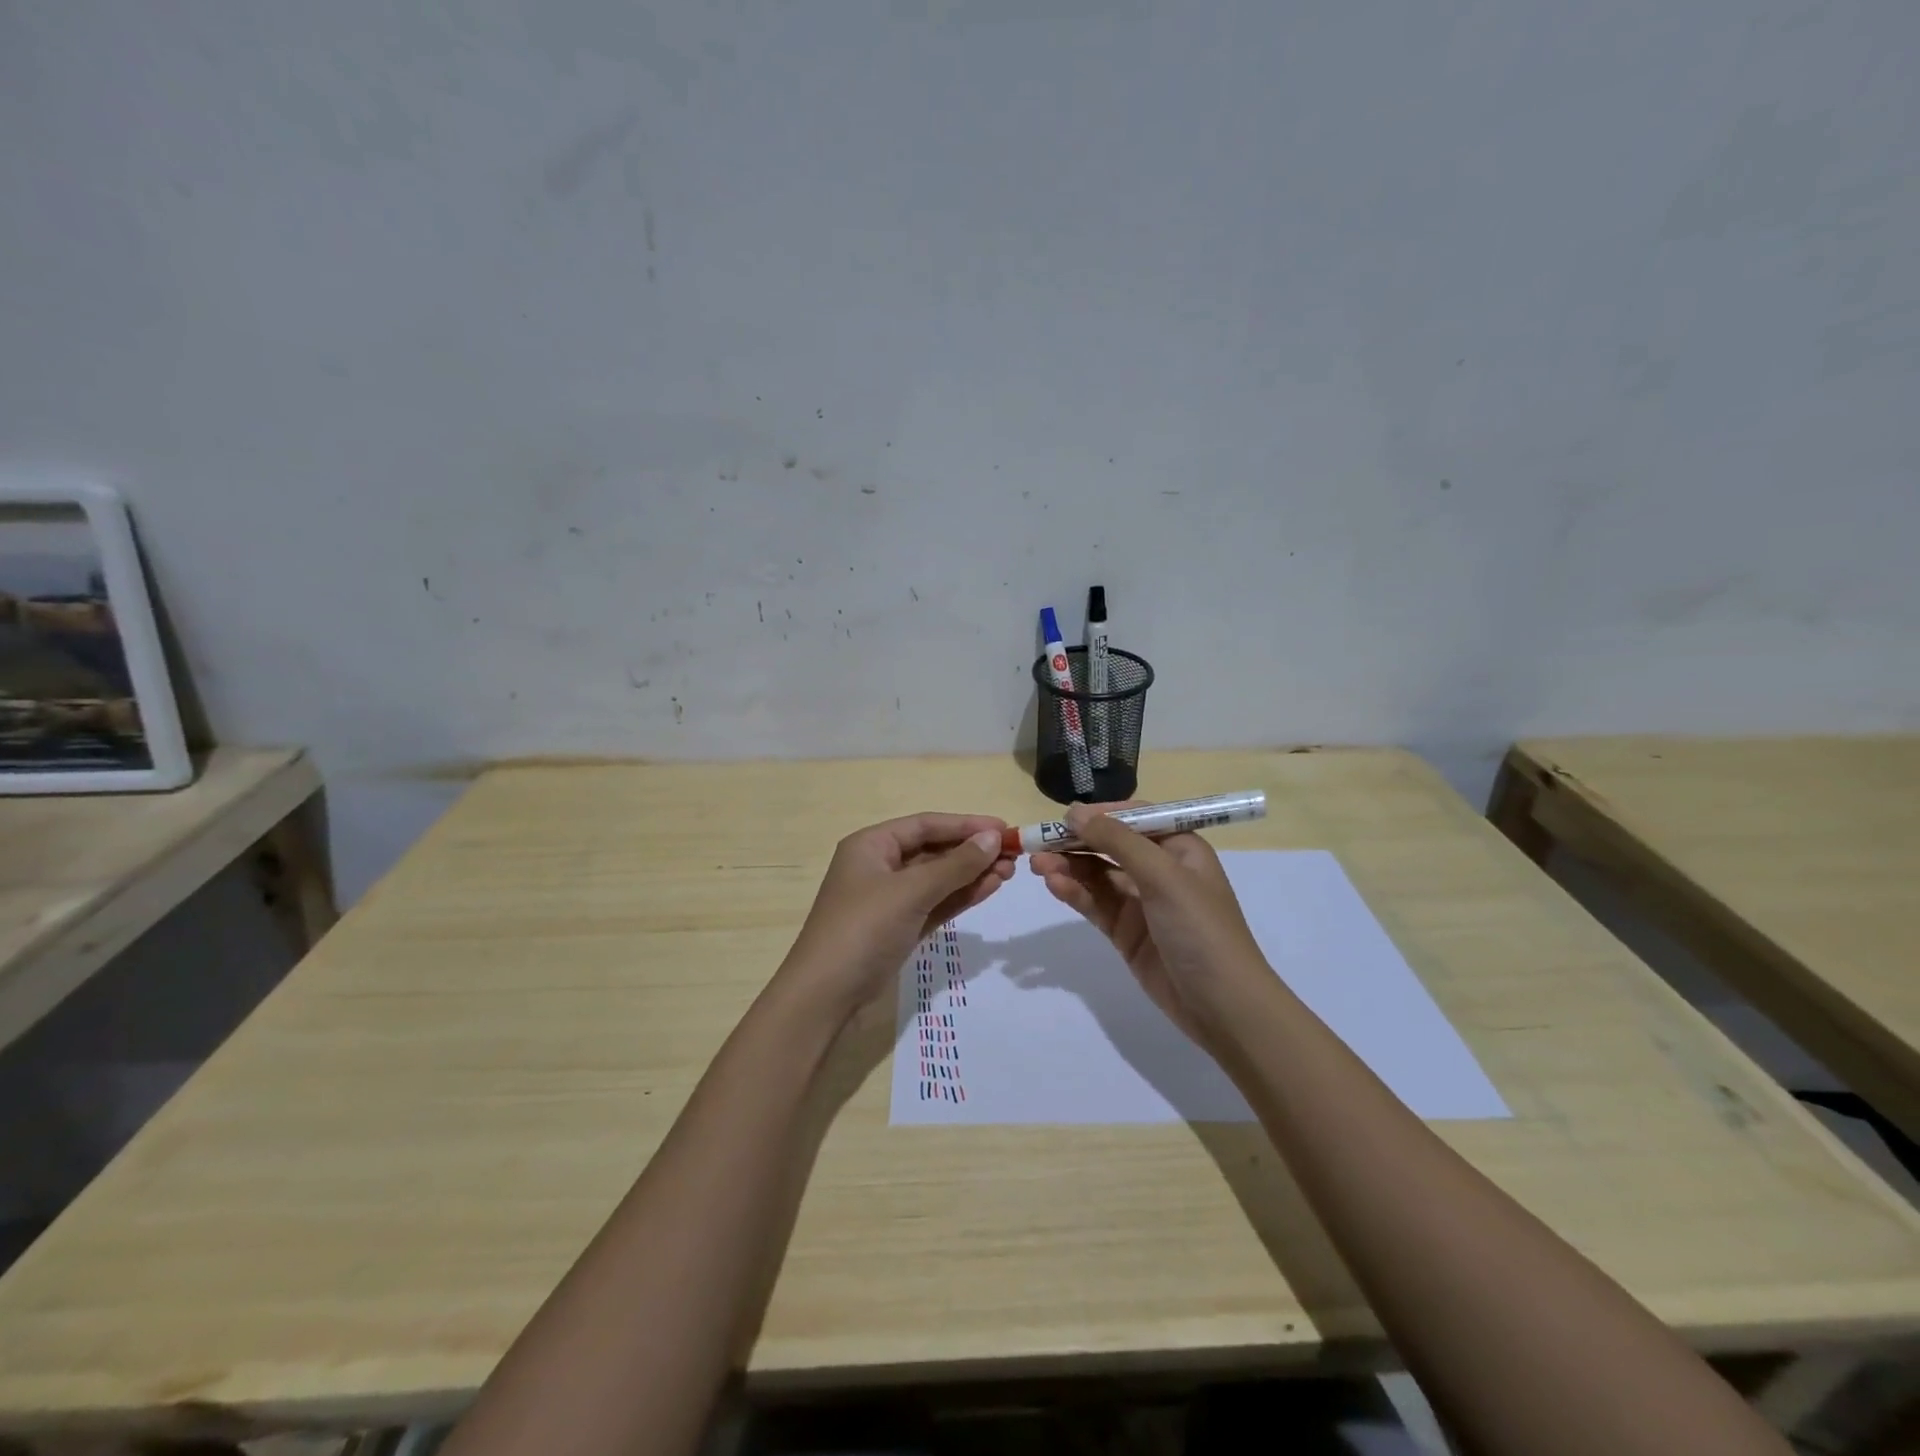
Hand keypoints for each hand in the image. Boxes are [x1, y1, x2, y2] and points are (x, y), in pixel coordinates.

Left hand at [778, 813, 1014, 1022]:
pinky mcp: (899, 927)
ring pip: (937, 878)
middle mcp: (879, 866)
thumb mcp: (910, 892)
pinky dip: (960, 896)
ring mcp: (889, 899)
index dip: (966, 824)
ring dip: (971, 874)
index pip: (925, 824)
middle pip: (933, 850)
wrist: (825, 996)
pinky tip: (989, 889)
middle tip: (1014, 855)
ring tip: (1009, 872)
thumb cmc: (863, 929)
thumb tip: (993, 838)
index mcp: (871, 845)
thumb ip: (955, 865)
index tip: (1005, 829)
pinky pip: (935, 903)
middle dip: (972, 851)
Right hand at [1031, 802, 1270, 1046]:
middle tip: (1038, 841)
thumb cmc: (1200, 929)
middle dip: (1075, 842)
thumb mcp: (1163, 876)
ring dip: (1068, 867)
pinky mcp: (1126, 931)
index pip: (1134, 818)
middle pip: (1110, 845)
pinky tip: (1053, 885)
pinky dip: (1074, 892)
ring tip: (1037, 864)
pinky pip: (1095, 903)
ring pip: (1097, 874)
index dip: (1100, 814)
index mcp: (1179, 848)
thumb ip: (1117, 841)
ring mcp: (1141, 902)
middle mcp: (1160, 869)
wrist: (1222, 1006)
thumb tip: (1075, 812)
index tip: (1064, 817)